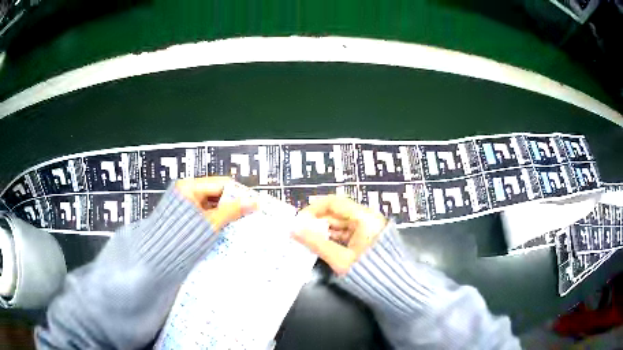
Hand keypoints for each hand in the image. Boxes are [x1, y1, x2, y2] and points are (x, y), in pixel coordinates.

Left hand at [176, 177, 255, 231]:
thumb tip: (252, 203)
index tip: (253, 202)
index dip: (239, 193)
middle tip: (250, 214)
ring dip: (226, 214)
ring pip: (213, 206)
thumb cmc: (180, 237)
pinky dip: (217, 221)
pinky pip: (207, 215)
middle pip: (217, 195)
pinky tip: (228, 228)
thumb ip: (232, 211)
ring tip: (241, 223)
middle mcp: (187, 193)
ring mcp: (187, 206)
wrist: (159, 256)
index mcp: (189, 187)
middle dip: (234, 205)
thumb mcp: (210, 223)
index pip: (221, 184)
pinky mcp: (187, 218)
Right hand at [292, 195, 387, 274]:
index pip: (334, 202)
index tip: (298, 221)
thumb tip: (294, 230)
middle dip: (315, 221)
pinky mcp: (364, 238)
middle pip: (335, 212)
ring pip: (338, 224)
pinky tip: (317, 244)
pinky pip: (343, 233)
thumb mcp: (340, 259)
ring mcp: (365, 228)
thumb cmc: (368, 272)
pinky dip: (330, 238)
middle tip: (297, 232)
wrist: (393, 287)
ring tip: (303, 239)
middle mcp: (366, 218)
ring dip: (321, 230)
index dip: (313, 209)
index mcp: (364, 217)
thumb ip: (316, 243)